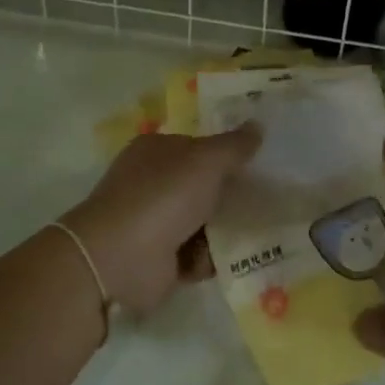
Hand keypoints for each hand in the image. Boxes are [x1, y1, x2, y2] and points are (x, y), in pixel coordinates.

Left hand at [61, 126, 260, 312]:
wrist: (119, 257)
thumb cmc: (163, 196)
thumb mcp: (206, 161)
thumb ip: (234, 145)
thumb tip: (258, 125)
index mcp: (156, 151)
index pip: (198, 147)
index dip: (226, 155)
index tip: (258, 165)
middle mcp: (152, 183)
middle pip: (202, 186)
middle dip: (230, 196)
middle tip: (265, 201)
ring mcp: (153, 222)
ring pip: (202, 222)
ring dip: (224, 231)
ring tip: (254, 233)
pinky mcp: (159, 259)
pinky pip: (195, 254)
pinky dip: (209, 258)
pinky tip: (227, 259)